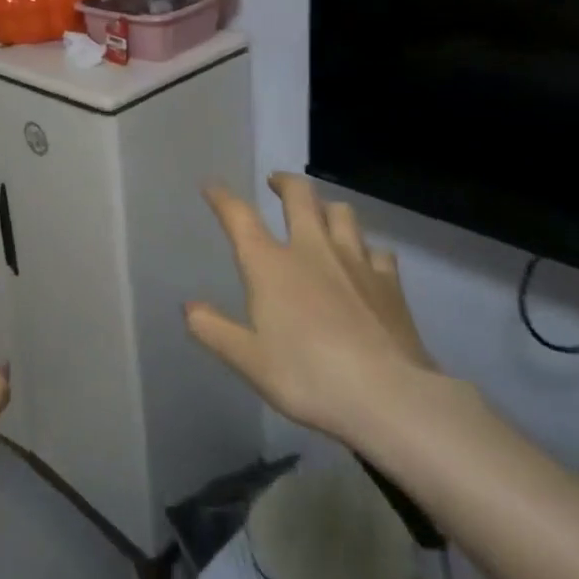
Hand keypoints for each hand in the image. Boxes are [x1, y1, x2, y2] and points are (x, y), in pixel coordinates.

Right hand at [186, 174, 442, 446]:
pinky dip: (365, 248)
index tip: (211, 185)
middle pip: (299, 196)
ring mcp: (355, 262)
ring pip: (341, 213)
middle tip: (275, 182)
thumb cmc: (308, 377)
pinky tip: (365, 260)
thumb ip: (214, 330)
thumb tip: (189, 307)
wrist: (390, 397)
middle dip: (284, 182)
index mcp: (270, 265)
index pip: (239, 217)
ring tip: (320, 213)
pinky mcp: (390, 283)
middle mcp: (311, 250)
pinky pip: (377, 250)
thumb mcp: (249, 361)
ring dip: (326, 206)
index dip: (222, 198)